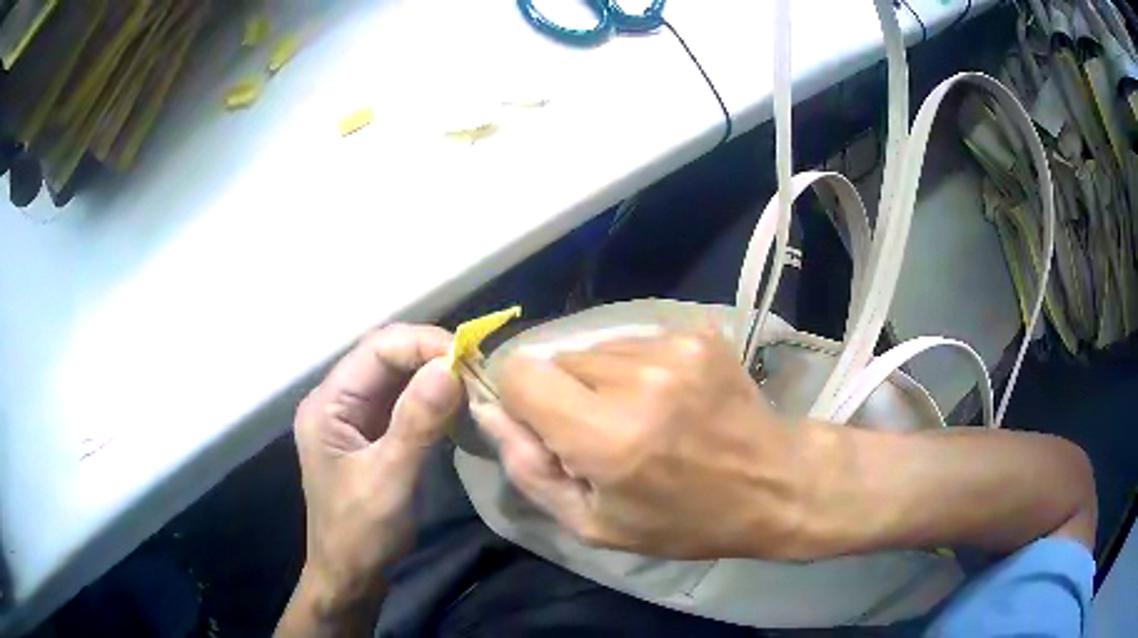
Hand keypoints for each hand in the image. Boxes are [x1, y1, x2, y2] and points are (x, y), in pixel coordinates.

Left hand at [288, 324, 461, 620]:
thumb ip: (416, 423)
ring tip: (475, 381)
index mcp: (328, 403)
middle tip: (478, 368)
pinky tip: (458, 404)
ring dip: (435, 376)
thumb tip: (450, 367)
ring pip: (397, 378)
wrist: (349, 576)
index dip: (422, 343)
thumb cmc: (359, 533)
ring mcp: (354, 417)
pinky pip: (404, 403)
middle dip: (431, 356)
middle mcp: (337, 400)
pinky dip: (432, 399)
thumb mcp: (388, 479)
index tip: (469, 356)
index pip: (376, 349)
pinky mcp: (372, 434)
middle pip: (386, 357)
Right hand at [473, 327, 818, 559]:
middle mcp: (637, 378)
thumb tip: (489, 411)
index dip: (521, 398)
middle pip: (557, 357)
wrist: (775, 483)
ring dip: (602, 379)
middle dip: (564, 394)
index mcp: (606, 436)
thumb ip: (529, 469)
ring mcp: (673, 347)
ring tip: (642, 417)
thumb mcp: (594, 526)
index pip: (520, 372)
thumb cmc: (683, 520)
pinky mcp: (697, 332)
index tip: (544, 427)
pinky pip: (634, 341)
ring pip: (596, 347)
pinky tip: (669, 399)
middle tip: (603, 433)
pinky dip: (637, 368)